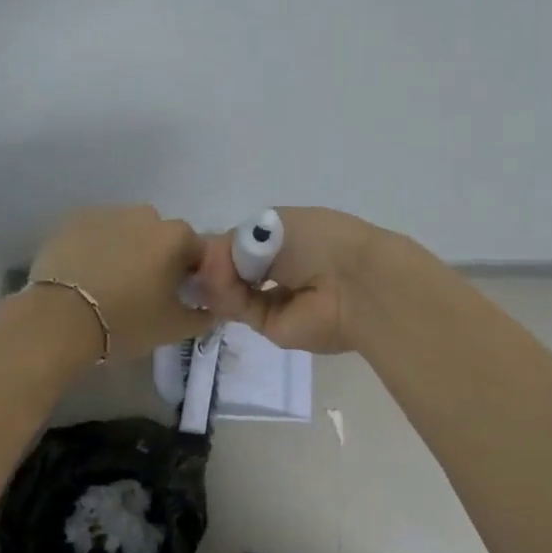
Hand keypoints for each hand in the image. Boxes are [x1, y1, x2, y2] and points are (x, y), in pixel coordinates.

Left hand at [28, 206, 213, 360]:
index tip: (180, 298)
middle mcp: (146, 215)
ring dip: (127, 251)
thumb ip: (203, 315)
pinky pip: (97, 233)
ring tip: (111, 284)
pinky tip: (87, 275)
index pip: (199, 253)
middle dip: (159, 259)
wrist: (59, 320)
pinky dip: (97, 248)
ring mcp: (107, 213)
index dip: (194, 276)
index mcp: (177, 236)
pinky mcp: (73, 220)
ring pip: (128, 232)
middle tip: (145, 293)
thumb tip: (213, 309)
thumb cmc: (126, 321)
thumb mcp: (175, 328)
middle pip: (162, 238)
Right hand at [196, 207, 384, 353]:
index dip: (220, 244)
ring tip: (212, 267)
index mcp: (287, 239)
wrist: (356, 282)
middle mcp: (281, 269)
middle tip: (196, 256)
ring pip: (231, 290)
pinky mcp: (271, 328)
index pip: (242, 244)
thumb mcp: (271, 224)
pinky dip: (224, 294)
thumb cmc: (320, 239)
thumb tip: (210, 257)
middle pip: (233, 269)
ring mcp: (276, 300)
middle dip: (213, 262)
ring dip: (216, 277)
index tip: (197, 242)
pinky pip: (239, 308)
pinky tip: (219, 280)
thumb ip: (236, 241)